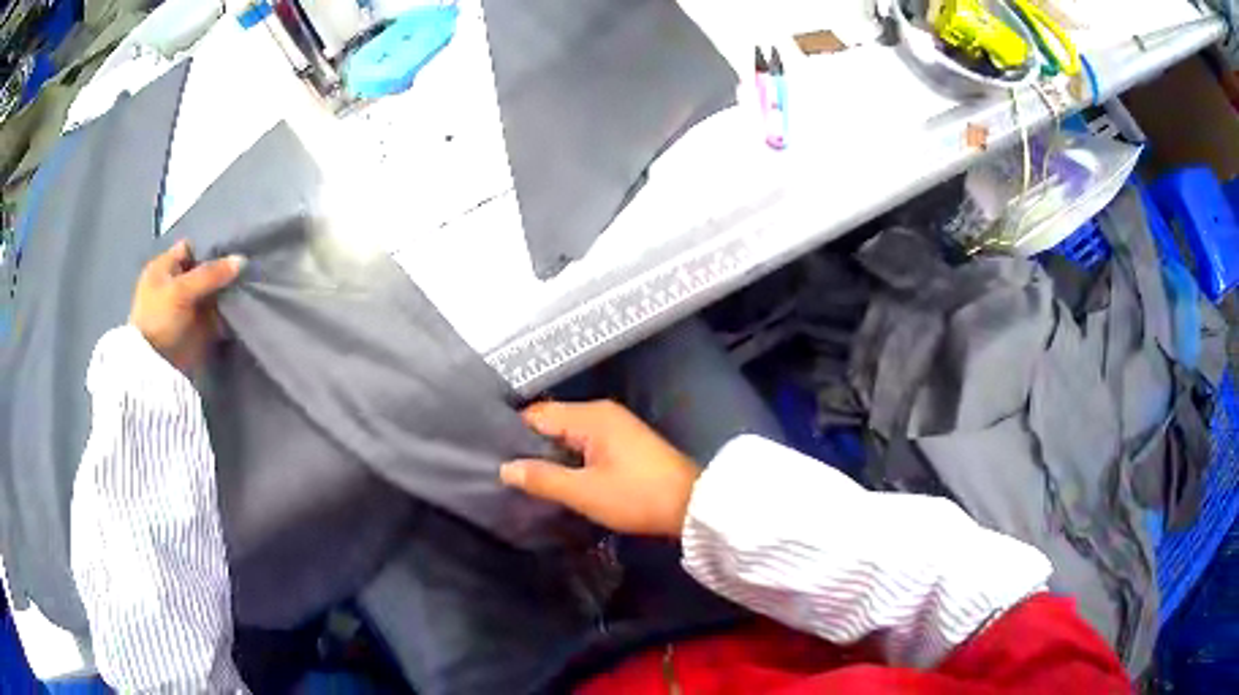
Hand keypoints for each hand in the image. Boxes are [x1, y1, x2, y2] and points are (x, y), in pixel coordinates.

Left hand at [129, 240, 244, 372]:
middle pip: (203, 270)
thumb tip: (242, 260)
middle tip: (245, 268)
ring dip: (225, 292)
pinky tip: (242, 305)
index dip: (209, 248)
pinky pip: (216, 315)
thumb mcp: (181, 290)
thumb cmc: (159, 319)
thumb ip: (211, 274)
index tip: (232, 250)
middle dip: (222, 271)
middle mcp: (175, 284)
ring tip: (248, 285)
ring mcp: (186, 308)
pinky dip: (226, 312)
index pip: (190, 248)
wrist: (155, 368)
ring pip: (211, 293)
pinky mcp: (196, 329)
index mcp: (164, 268)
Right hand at [500, 400, 701, 536]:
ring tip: (526, 479)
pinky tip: (558, 479)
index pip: (537, 414)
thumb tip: (506, 468)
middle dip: (530, 446)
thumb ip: (542, 478)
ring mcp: (616, 426)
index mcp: (591, 416)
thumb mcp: (584, 492)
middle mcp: (602, 412)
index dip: (513, 435)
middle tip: (506, 473)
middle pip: (552, 422)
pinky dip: (570, 458)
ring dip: (551, 455)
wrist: (692, 506)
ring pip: (568, 435)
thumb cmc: (637, 497)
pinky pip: (585, 444)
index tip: (492, 457)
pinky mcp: (625, 443)